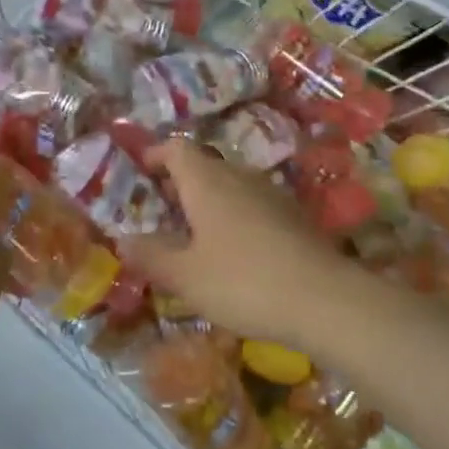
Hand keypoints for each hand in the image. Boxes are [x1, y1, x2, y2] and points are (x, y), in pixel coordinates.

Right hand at [123, 140, 374, 354]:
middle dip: (179, 183)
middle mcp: (239, 177)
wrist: (325, 301)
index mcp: (207, 182)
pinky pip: (252, 206)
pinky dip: (233, 218)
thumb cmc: (243, 282)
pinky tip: (232, 253)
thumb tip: (122, 240)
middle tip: (160, 210)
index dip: (155, 154)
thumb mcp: (185, 276)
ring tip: (192, 234)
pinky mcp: (294, 218)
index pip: (176, 148)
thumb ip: (151, 256)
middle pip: (203, 165)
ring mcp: (271, 195)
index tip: (139, 171)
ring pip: (230, 186)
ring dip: (207, 202)